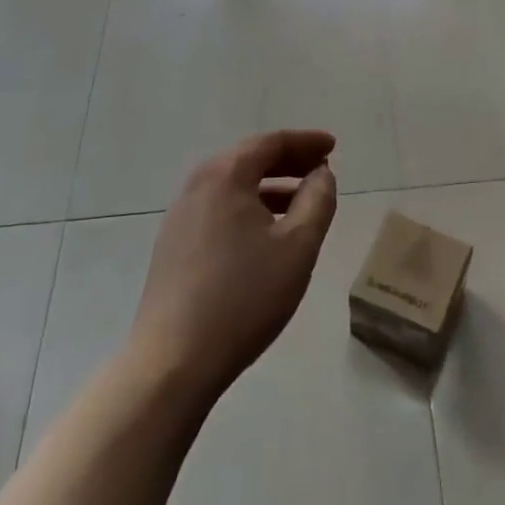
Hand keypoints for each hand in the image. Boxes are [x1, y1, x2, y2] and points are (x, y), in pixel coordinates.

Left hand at [130, 130, 337, 407]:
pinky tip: (266, 235)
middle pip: (248, 159)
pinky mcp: (172, 247)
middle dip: (287, 161)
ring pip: (232, 187)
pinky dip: (248, 207)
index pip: (270, 142)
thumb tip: (321, 174)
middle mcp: (197, 187)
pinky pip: (218, 209)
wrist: (173, 362)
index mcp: (225, 177)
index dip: (305, 141)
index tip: (333, 146)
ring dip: (269, 186)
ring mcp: (179, 218)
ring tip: (301, 203)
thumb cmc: (244, 297)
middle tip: (320, 169)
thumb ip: (317, 201)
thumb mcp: (298, 246)